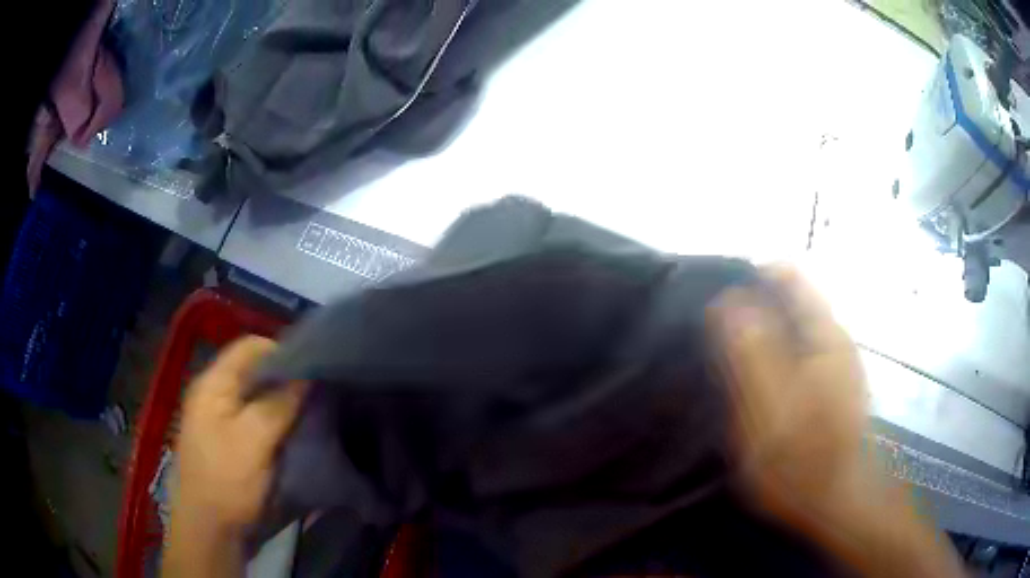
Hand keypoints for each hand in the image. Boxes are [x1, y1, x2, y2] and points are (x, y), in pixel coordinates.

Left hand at [171, 336, 306, 534]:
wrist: (210, 530)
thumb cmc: (227, 480)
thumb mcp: (254, 440)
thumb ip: (280, 404)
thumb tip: (309, 373)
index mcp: (213, 384)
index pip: (249, 346)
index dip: (282, 350)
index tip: (315, 366)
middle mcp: (215, 394)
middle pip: (254, 371)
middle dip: (286, 377)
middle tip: (319, 389)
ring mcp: (221, 419)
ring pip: (257, 397)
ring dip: (284, 401)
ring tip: (313, 408)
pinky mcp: (230, 442)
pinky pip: (257, 419)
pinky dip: (277, 420)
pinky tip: (297, 430)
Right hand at [708, 268, 965, 576]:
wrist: (840, 501)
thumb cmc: (805, 461)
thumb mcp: (770, 412)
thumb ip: (753, 354)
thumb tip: (728, 300)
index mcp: (823, 335)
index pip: (786, 275)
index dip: (750, 278)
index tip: (717, 302)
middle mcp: (834, 338)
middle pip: (790, 298)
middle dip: (753, 308)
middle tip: (718, 341)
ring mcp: (836, 361)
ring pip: (794, 325)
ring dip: (763, 335)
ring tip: (733, 365)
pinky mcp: (834, 383)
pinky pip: (800, 351)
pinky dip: (777, 357)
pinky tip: (761, 387)